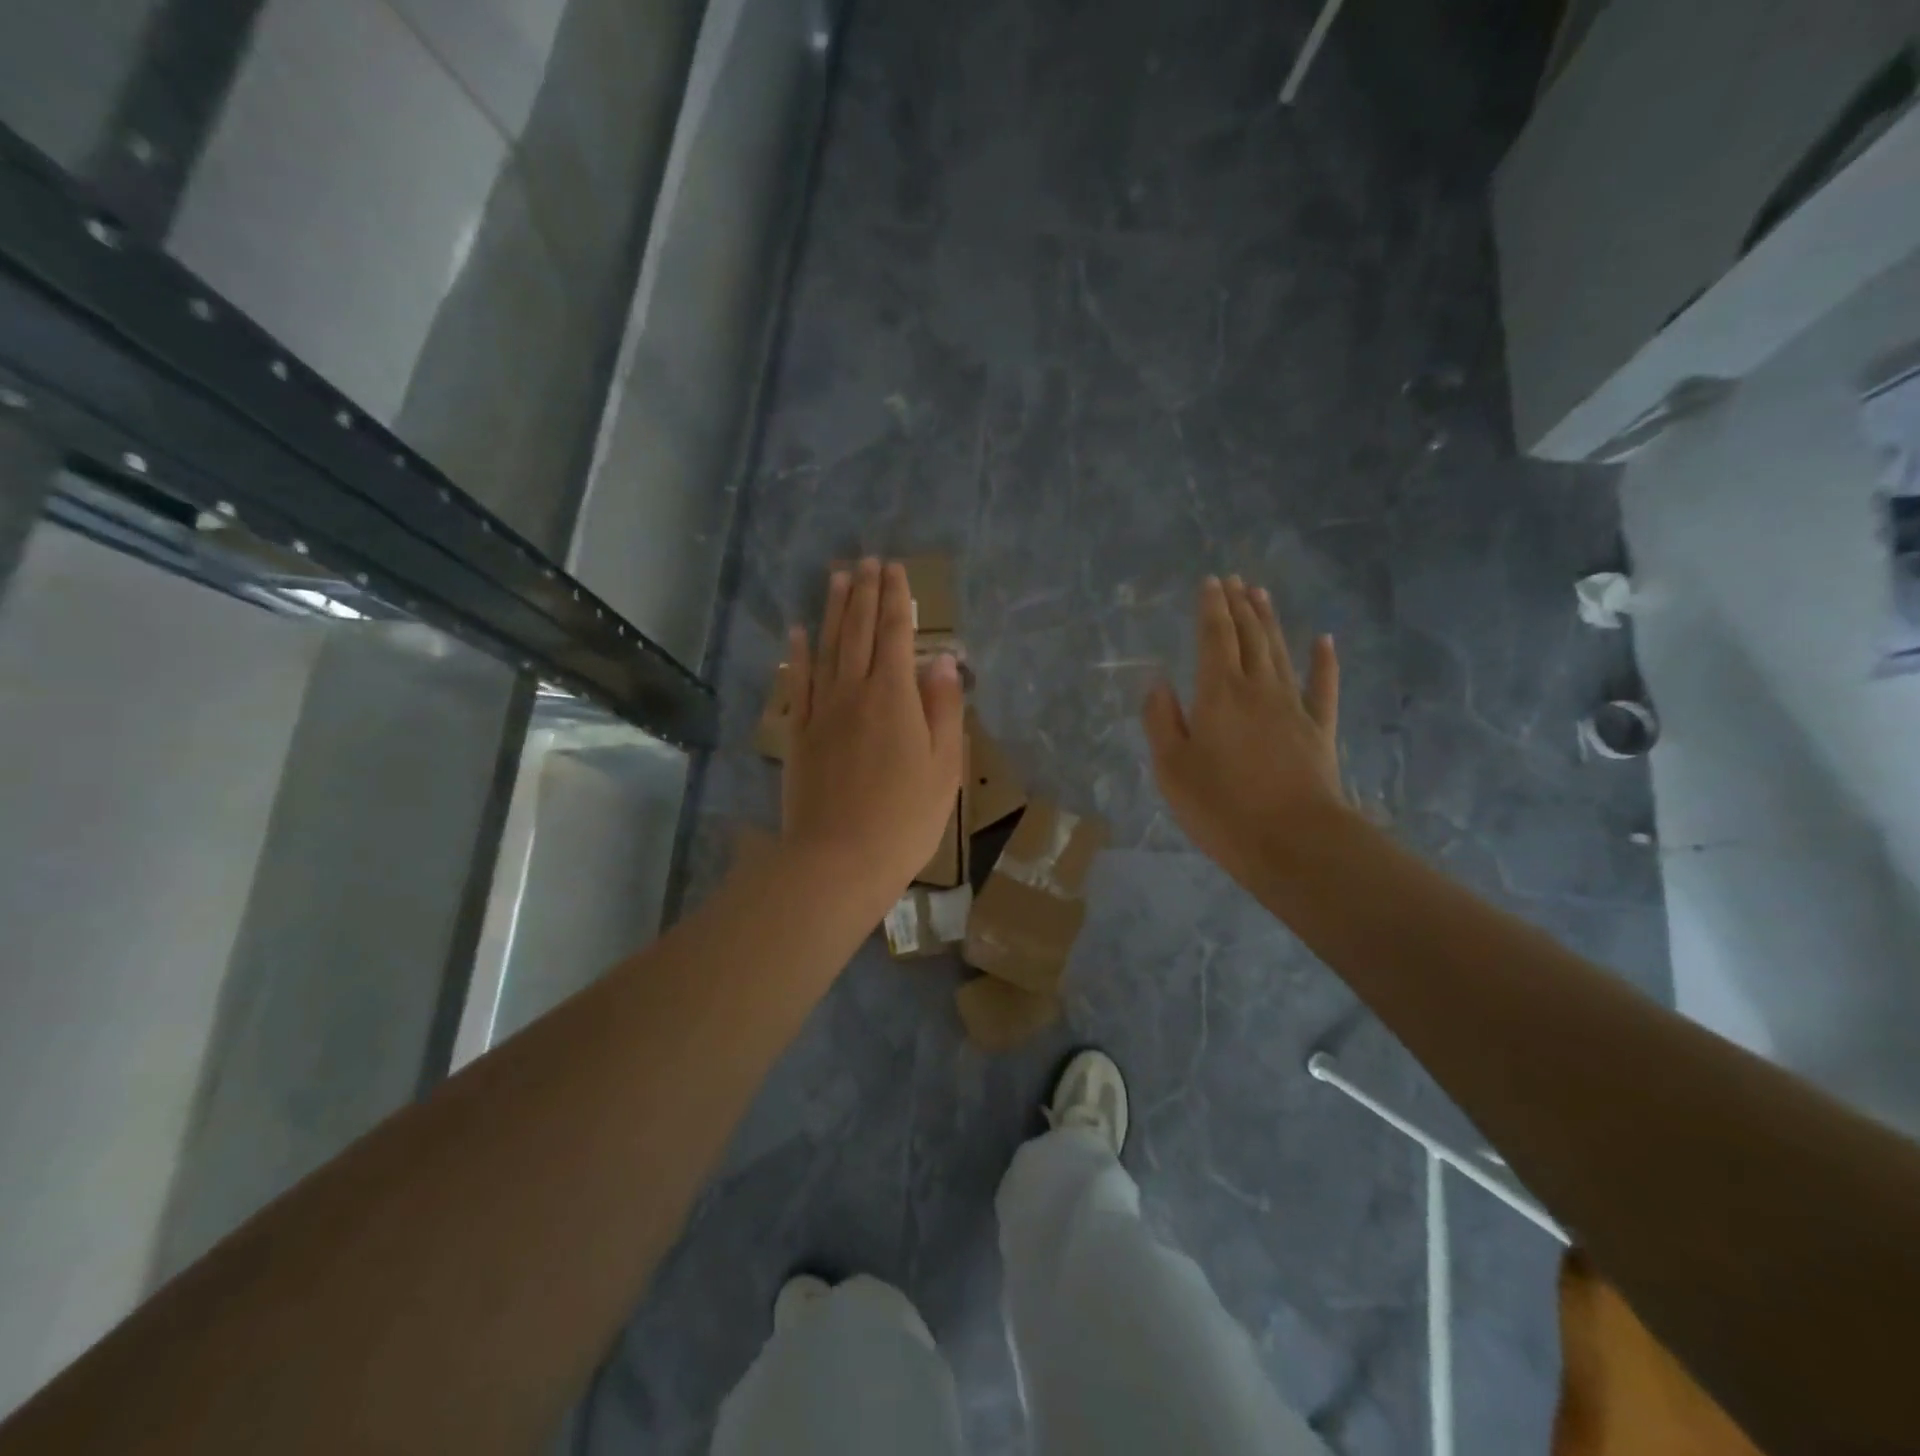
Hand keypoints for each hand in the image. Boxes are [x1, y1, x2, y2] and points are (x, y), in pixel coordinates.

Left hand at [782, 559, 964, 905]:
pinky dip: (797, 654)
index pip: (895, 634)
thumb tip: (941, 659)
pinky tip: (797, 632)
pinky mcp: (798, 733)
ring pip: (826, 648)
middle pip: (857, 631)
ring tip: (837, 577)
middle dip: (864, 592)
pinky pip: (797, 683)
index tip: (896, 570)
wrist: (839, 859)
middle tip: (867, 560)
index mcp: (894, 697)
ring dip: (832, 610)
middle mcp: (853, 691)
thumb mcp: (944, 766)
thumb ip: (942, 708)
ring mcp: (821, 711)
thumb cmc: (905, 819)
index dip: (896, 599)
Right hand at [1143, 576, 1350, 886]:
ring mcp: (1294, 706)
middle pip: (1249, 636)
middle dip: (1240, 605)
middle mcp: (1257, 688)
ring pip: (1280, 652)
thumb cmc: (1221, 806)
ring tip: (1262, 594)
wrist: (1293, 840)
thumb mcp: (1171, 768)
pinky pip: (1323, 685)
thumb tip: (1158, 682)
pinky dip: (1323, 661)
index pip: (1214, 637)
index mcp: (1218, 693)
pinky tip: (1324, 640)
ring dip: (1270, 621)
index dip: (1211, 608)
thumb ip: (1161, 720)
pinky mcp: (1319, 729)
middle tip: (1235, 580)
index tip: (1210, 582)